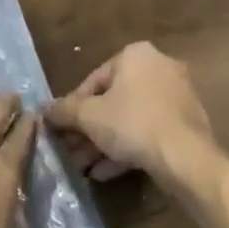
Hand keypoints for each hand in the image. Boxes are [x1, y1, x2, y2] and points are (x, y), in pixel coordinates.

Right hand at [46, 42, 222, 188]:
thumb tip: (43, 110)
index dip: (73, 107)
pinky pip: (148, 131)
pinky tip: (104, 173)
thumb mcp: (90, 117)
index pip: (93, 80)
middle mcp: (158, 67)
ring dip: (104, 142)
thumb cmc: (132, 123)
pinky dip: (126, 148)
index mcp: (135, 55)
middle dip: (89, 129)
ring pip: (130, 118)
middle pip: (112, 100)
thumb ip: (64, 110)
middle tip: (70, 151)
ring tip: (83, 167)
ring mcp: (175, 95)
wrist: (185, 156)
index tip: (61, 130)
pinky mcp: (184, 122)